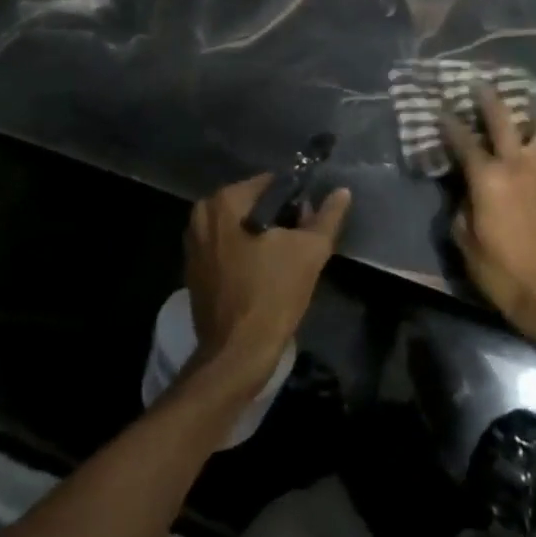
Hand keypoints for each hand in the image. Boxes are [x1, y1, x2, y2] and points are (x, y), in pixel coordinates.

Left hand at [182, 174, 351, 394]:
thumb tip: (342, 192)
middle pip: (254, 205)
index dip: (297, 201)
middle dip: (280, 220)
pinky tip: (264, 275)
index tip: (309, 225)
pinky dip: (246, 254)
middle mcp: (201, 215)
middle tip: (301, 246)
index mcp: (224, 201)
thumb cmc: (273, 294)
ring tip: (285, 263)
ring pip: (240, 227)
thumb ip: (327, 216)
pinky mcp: (193, 269)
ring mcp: (193, 243)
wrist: (237, 352)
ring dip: (263, 238)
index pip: (271, 184)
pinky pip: (227, 248)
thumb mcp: (311, 250)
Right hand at [442, 89, 535, 346]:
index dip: (450, 123)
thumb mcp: (465, 240)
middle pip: (505, 119)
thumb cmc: (500, 271)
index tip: (441, 108)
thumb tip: (466, 192)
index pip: (464, 141)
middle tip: (479, 86)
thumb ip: (462, 206)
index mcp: (489, 178)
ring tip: (519, 125)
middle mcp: (518, 166)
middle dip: (489, 99)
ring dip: (530, 121)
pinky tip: (528, 160)